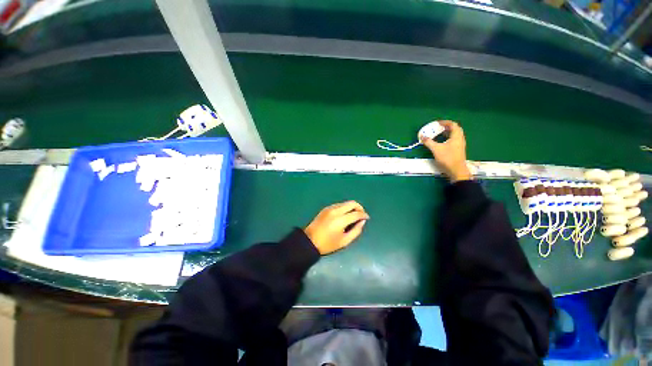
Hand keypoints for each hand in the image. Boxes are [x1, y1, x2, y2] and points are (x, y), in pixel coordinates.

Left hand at [304, 201, 368, 254]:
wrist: (309, 241)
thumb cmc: (328, 244)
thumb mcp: (344, 241)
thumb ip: (356, 231)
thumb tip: (362, 222)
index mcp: (341, 220)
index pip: (356, 213)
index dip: (364, 215)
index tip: (367, 218)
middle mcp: (336, 210)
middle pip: (352, 203)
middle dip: (359, 207)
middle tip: (361, 215)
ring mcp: (330, 208)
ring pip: (345, 203)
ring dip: (351, 207)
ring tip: (353, 216)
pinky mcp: (326, 208)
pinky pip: (339, 204)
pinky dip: (345, 208)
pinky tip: (344, 215)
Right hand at [420, 121, 471, 182]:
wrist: (456, 170)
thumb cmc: (447, 158)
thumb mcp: (436, 149)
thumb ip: (428, 142)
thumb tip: (422, 136)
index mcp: (456, 136)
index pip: (453, 125)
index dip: (445, 122)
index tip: (437, 123)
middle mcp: (460, 139)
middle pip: (455, 129)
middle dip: (446, 127)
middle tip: (438, 128)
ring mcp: (460, 145)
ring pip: (454, 135)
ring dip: (447, 133)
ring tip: (438, 134)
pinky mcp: (458, 150)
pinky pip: (453, 140)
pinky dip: (447, 138)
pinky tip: (441, 142)